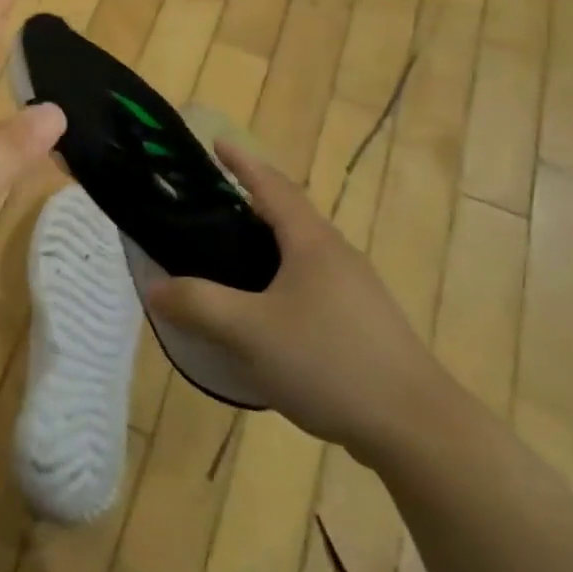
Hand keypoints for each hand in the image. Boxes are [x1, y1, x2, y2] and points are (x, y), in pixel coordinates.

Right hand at [144, 142, 455, 459]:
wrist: (418, 429)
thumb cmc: (330, 362)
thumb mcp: (250, 331)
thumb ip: (197, 304)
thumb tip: (154, 288)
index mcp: (312, 242)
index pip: (271, 186)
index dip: (242, 162)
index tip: (216, 142)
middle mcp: (336, 255)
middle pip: (287, 216)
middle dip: (248, 204)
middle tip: (206, 208)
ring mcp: (355, 291)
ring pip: (299, 253)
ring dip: (264, 246)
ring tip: (226, 259)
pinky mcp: (362, 324)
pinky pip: (310, 285)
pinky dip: (279, 280)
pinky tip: (263, 313)